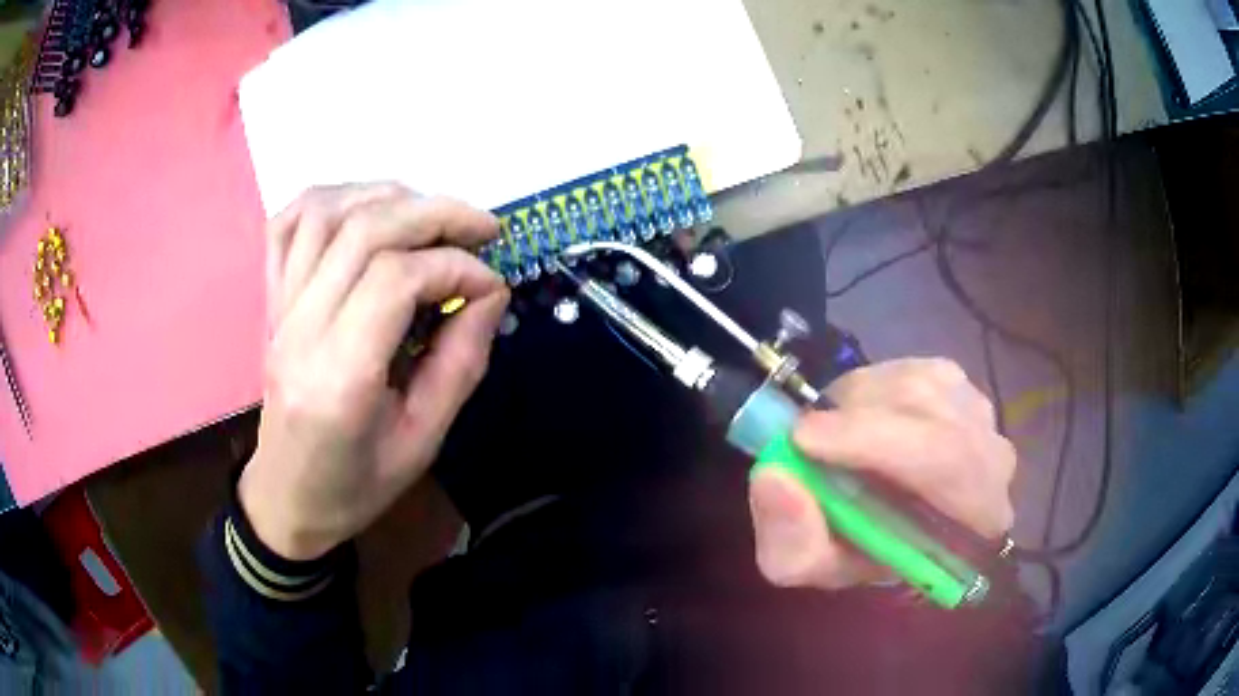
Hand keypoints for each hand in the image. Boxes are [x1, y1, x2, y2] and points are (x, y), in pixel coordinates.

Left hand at [239, 184, 508, 559]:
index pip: (395, 279)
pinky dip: (328, 198)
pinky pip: (286, 226)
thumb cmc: (357, 483)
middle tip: (483, 227)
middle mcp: (301, 330)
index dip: (455, 267)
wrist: (288, 498)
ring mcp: (279, 310)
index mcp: (339, 378)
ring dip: (386, 197)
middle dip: (434, 214)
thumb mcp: (424, 439)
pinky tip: (365, 205)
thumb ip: (461, 362)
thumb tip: (490, 292)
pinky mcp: (271, 303)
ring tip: (431, 212)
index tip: (492, 284)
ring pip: (325, 214)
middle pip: (363, 231)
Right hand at [747, 358, 1015, 589]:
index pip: (950, 462)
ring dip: (861, 402)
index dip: (877, 442)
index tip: (804, 440)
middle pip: (935, 414)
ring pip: (921, 383)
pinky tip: (860, 416)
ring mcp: (982, 414)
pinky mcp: (961, 386)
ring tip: (832, 434)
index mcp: (975, 519)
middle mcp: (994, 459)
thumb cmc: (858, 553)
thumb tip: (776, 476)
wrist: (886, 526)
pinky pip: (915, 368)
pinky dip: (874, 386)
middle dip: (859, 420)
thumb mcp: (811, 565)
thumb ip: (792, 539)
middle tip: (804, 434)